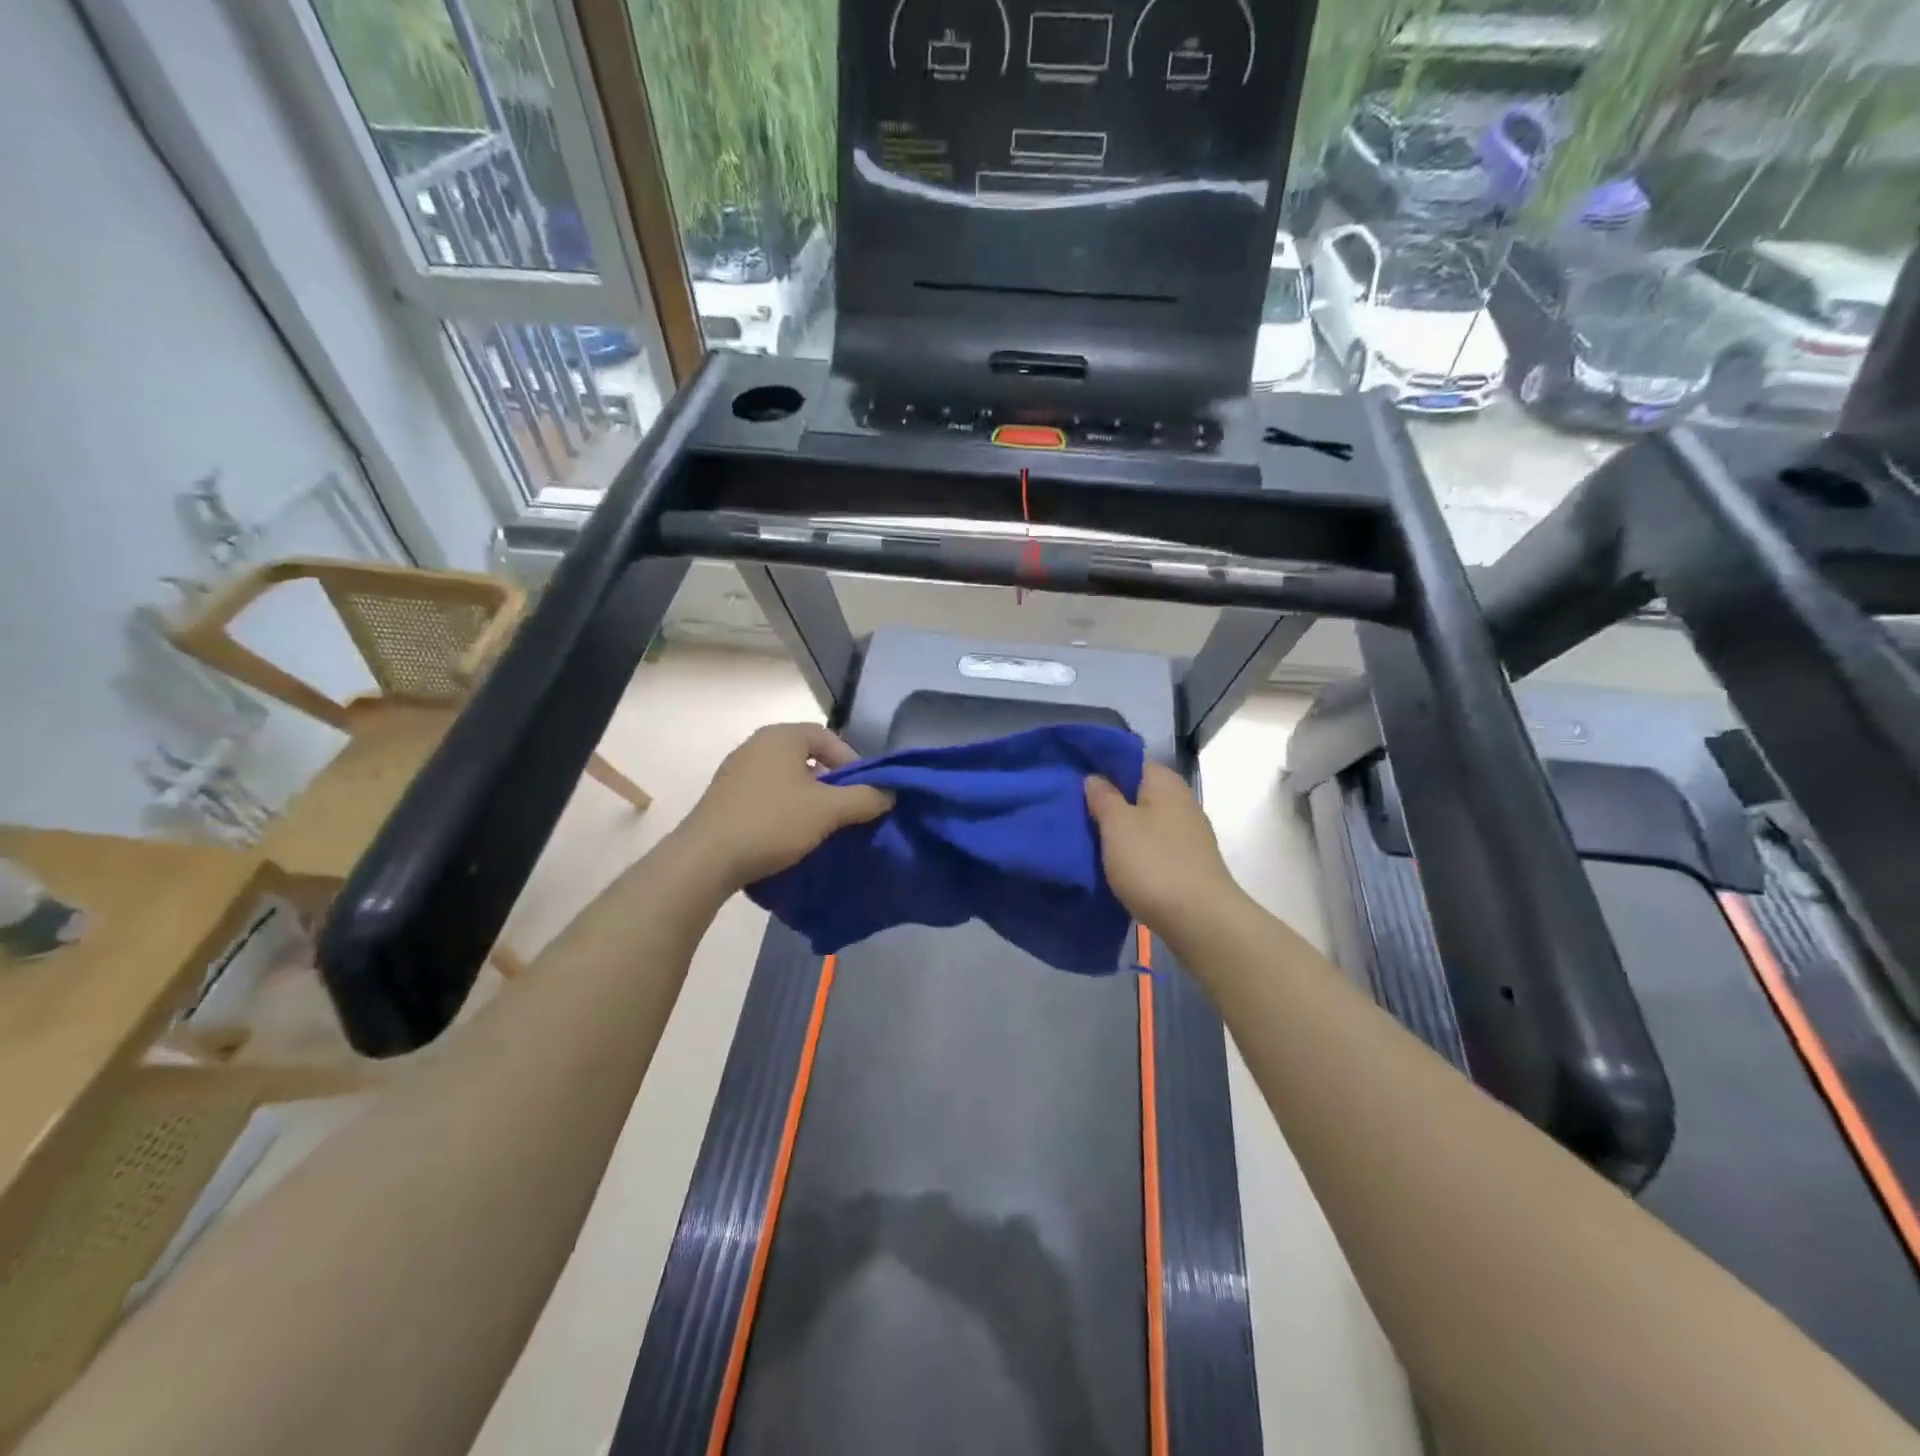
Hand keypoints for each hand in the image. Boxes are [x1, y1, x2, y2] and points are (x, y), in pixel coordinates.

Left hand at [678, 723, 891, 889]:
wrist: (706, 859)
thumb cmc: (772, 823)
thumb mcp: (828, 810)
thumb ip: (865, 798)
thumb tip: (890, 793)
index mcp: (781, 736)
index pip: (828, 737)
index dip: (852, 761)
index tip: (864, 790)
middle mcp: (756, 744)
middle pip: (806, 756)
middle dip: (831, 781)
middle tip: (846, 808)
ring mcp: (736, 770)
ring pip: (786, 777)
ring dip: (808, 797)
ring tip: (821, 824)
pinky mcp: (724, 796)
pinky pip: (766, 793)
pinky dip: (784, 807)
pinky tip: (789, 833)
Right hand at [1085, 762, 1240, 939]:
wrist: (1200, 919)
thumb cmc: (1153, 863)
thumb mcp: (1117, 825)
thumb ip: (1103, 796)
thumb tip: (1095, 777)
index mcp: (1164, 781)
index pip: (1128, 759)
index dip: (1100, 765)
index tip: (1072, 776)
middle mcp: (1180, 799)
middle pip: (1136, 790)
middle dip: (1107, 798)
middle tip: (1073, 809)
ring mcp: (1187, 831)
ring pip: (1144, 819)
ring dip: (1119, 827)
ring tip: (1088, 837)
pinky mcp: (1188, 860)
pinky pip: (1153, 844)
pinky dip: (1134, 849)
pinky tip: (1114, 861)